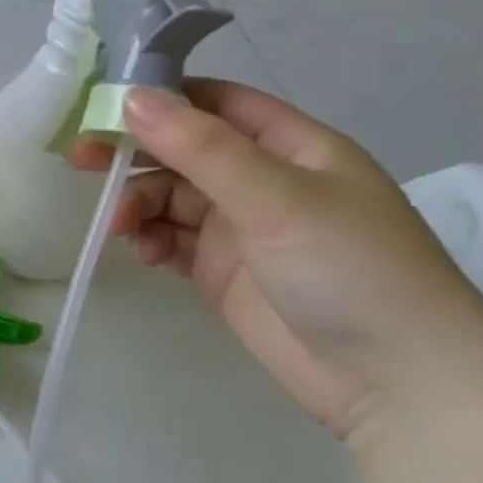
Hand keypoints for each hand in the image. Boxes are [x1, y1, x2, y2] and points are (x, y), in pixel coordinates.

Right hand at [76, 81, 482, 437]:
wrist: (400, 385)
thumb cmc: (350, 269)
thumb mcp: (276, 197)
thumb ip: (200, 147)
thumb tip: (130, 98)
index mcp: (292, 147)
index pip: (215, 102)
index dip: (161, 97)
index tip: (102, 105)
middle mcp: (264, 180)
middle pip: (182, 149)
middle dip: (133, 152)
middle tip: (82, 161)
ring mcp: (243, 227)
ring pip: (169, 195)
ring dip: (138, 202)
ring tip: (122, 226)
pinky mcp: (224, 270)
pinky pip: (171, 238)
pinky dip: (150, 238)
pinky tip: (147, 253)